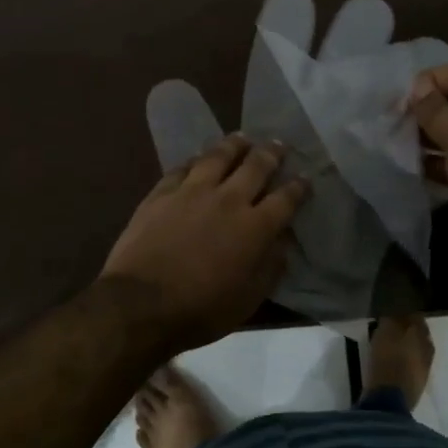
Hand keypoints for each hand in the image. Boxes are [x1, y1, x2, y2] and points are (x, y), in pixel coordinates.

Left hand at [99, 135, 308, 354]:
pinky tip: (199, 157)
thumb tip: (283, 241)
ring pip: (219, 156)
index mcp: (255, 227)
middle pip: (256, 166)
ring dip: (234, 145)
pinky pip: (184, 166)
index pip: (286, 198)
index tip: (306, 178)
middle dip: (272, 153)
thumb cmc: (201, 309)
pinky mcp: (163, 192)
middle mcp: (228, 199)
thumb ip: (270, 266)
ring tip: (242, 138)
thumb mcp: (248, 299)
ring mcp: (193, 191)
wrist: (140, 303)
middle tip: (279, 144)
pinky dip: (197, 159)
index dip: (299, 186)